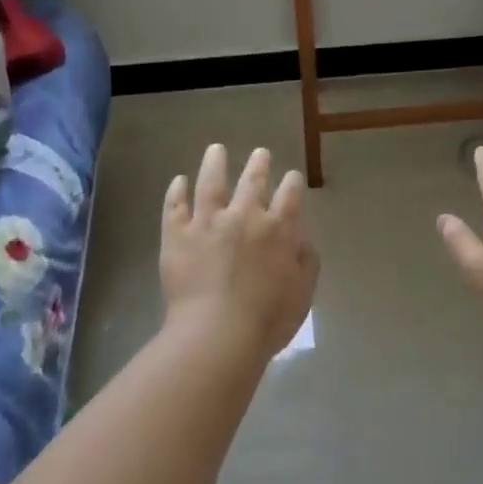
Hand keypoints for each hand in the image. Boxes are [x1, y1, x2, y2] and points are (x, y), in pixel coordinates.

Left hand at [161, 144, 318, 361]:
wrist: (217, 333)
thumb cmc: (267, 319)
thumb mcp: (303, 292)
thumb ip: (306, 260)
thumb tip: (301, 237)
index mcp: (278, 229)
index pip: (290, 195)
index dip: (292, 183)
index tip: (292, 177)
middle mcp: (244, 216)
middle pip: (253, 181)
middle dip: (259, 164)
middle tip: (260, 153)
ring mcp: (207, 223)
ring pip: (211, 183)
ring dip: (215, 163)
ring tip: (216, 149)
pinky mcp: (177, 235)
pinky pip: (175, 207)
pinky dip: (177, 191)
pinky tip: (178, 181)